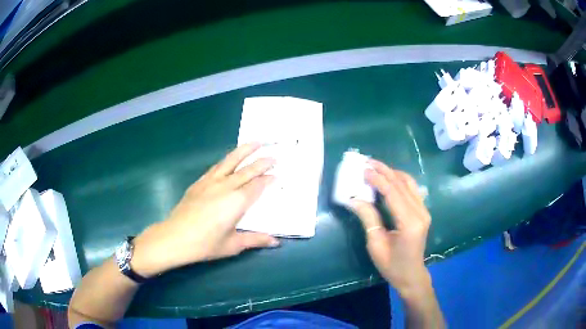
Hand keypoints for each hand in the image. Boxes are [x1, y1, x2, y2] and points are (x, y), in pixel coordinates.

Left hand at [130, 143, 279, 276]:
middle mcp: (226, 187)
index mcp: (237, 202)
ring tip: (256, 142)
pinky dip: (226, 160)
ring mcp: (211, 182)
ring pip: (231, 161)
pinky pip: (216, 167)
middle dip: (262, 162)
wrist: (175, 237)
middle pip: (247, 170)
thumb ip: (255, 239)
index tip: (277, 175)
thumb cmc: (205, 244)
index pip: (257, 186)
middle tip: (274, 156)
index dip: (268, 180)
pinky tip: (230, 158)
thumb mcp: (233, 245)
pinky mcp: (199, 182)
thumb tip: (276, 242)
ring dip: (245, 151)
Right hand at [349, 159, 431, 297]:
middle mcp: (420, 213)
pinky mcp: (423, 211)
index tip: (363, 170)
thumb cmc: (392, 265)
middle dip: (385, 171)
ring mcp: (424, 211)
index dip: (378, 179)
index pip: (393, 193)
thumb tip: (354, 199)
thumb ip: (368, 218)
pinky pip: (412, 189)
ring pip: (409, 183)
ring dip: (393, 173)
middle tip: (368, 162)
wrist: (411, 275)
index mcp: (409, 223)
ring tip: (377, 167)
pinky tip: (389, 178)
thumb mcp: (376, 245)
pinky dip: (400, 180)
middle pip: (402, 184)